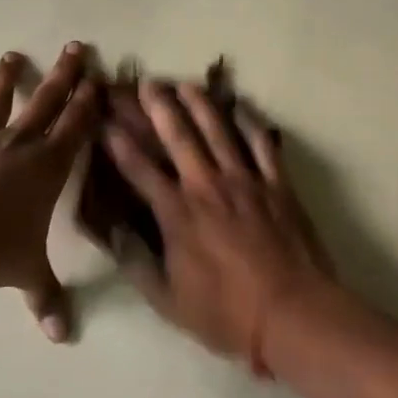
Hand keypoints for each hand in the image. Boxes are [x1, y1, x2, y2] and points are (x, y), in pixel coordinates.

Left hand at [0, 43, 98, 340]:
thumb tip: (62, 338)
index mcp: (47, 167)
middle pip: (47, 100)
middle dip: (64, 73)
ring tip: (12, 56)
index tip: (99, 78)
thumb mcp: (26, 274)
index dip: (89, 102)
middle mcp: (18, 145)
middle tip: (75, 46)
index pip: (76, 126)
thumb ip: (46, 299)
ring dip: (7, 78)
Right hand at [101, 79, 342, 375]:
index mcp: (177, 213)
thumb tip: (115, 233)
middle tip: (147, 84)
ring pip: (219, 131)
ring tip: (186, 84)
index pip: (139, 169)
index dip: (119, 143)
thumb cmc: (226, 313)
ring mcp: (246, 181)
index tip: (105, 121)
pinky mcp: (277, 185)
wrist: (292, 313)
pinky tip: (241, 107)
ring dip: (200, 105)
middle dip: (160, 107)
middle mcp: (207, 186)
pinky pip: (262, 145)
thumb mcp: (168, 301)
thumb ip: (138, 263)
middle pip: (179, 137)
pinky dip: (250, 124)